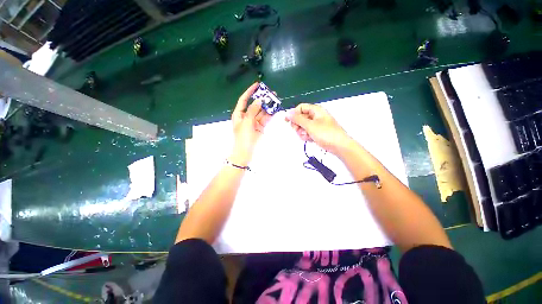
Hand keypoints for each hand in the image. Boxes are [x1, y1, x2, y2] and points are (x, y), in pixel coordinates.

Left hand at [230, 83, 271, 165]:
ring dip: (267, 106)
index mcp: (239, 114)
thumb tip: (259, 100)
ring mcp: (254, 122)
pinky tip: (275, 109)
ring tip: (275, 100)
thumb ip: (253, 111)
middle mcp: (246, 116)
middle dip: (262, 99)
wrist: (245, 152)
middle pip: (254, 105)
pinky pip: (265, 119)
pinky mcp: (260, 127)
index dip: (249, 92)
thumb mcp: (247, 122)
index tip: (257, 85)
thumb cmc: (243, 137)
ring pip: (261, 112)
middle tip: (271, 93)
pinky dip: (270, 114)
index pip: (244, 100)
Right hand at [286, 103, 351, 154]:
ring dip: (302, 132)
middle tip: (299, 130)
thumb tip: (288, 113)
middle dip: (298, 125)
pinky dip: (307, 136)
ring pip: (303, 126)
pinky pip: (308, 132)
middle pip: (301, 117)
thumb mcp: (310, 125)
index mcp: (316, 110)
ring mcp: (317, 125)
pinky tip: (310, 139)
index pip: (300, 108)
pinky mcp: (318, 132)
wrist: (339, 146)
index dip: (293, 114)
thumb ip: (297, 119)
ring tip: (307, 136)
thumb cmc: (327, 134)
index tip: (287, 121)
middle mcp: (316, 116)